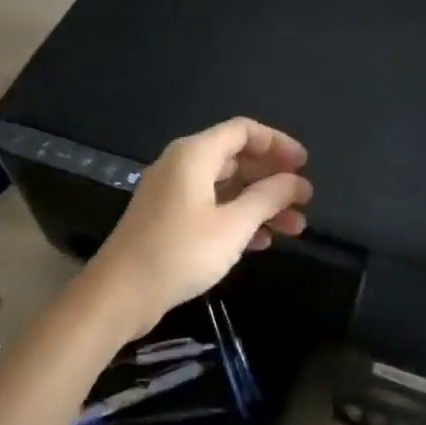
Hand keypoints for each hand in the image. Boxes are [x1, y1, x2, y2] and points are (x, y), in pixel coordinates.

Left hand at [85, 117, 312, 339]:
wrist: (120, 294)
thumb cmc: (180, 253)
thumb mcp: (233, 226)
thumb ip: (268, 198)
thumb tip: (297, 181)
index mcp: (194, 155)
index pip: (243, 131)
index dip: (278, 143)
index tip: (305, 165)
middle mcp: (181, 165)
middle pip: (236, 158)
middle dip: (272, 178)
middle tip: (304, 199)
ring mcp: (172, 193)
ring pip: (226, 186)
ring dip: (260, 203)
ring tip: (295, 227)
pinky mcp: (167, 219)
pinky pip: (211, 206)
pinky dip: (238, 218)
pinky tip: (262, 242)